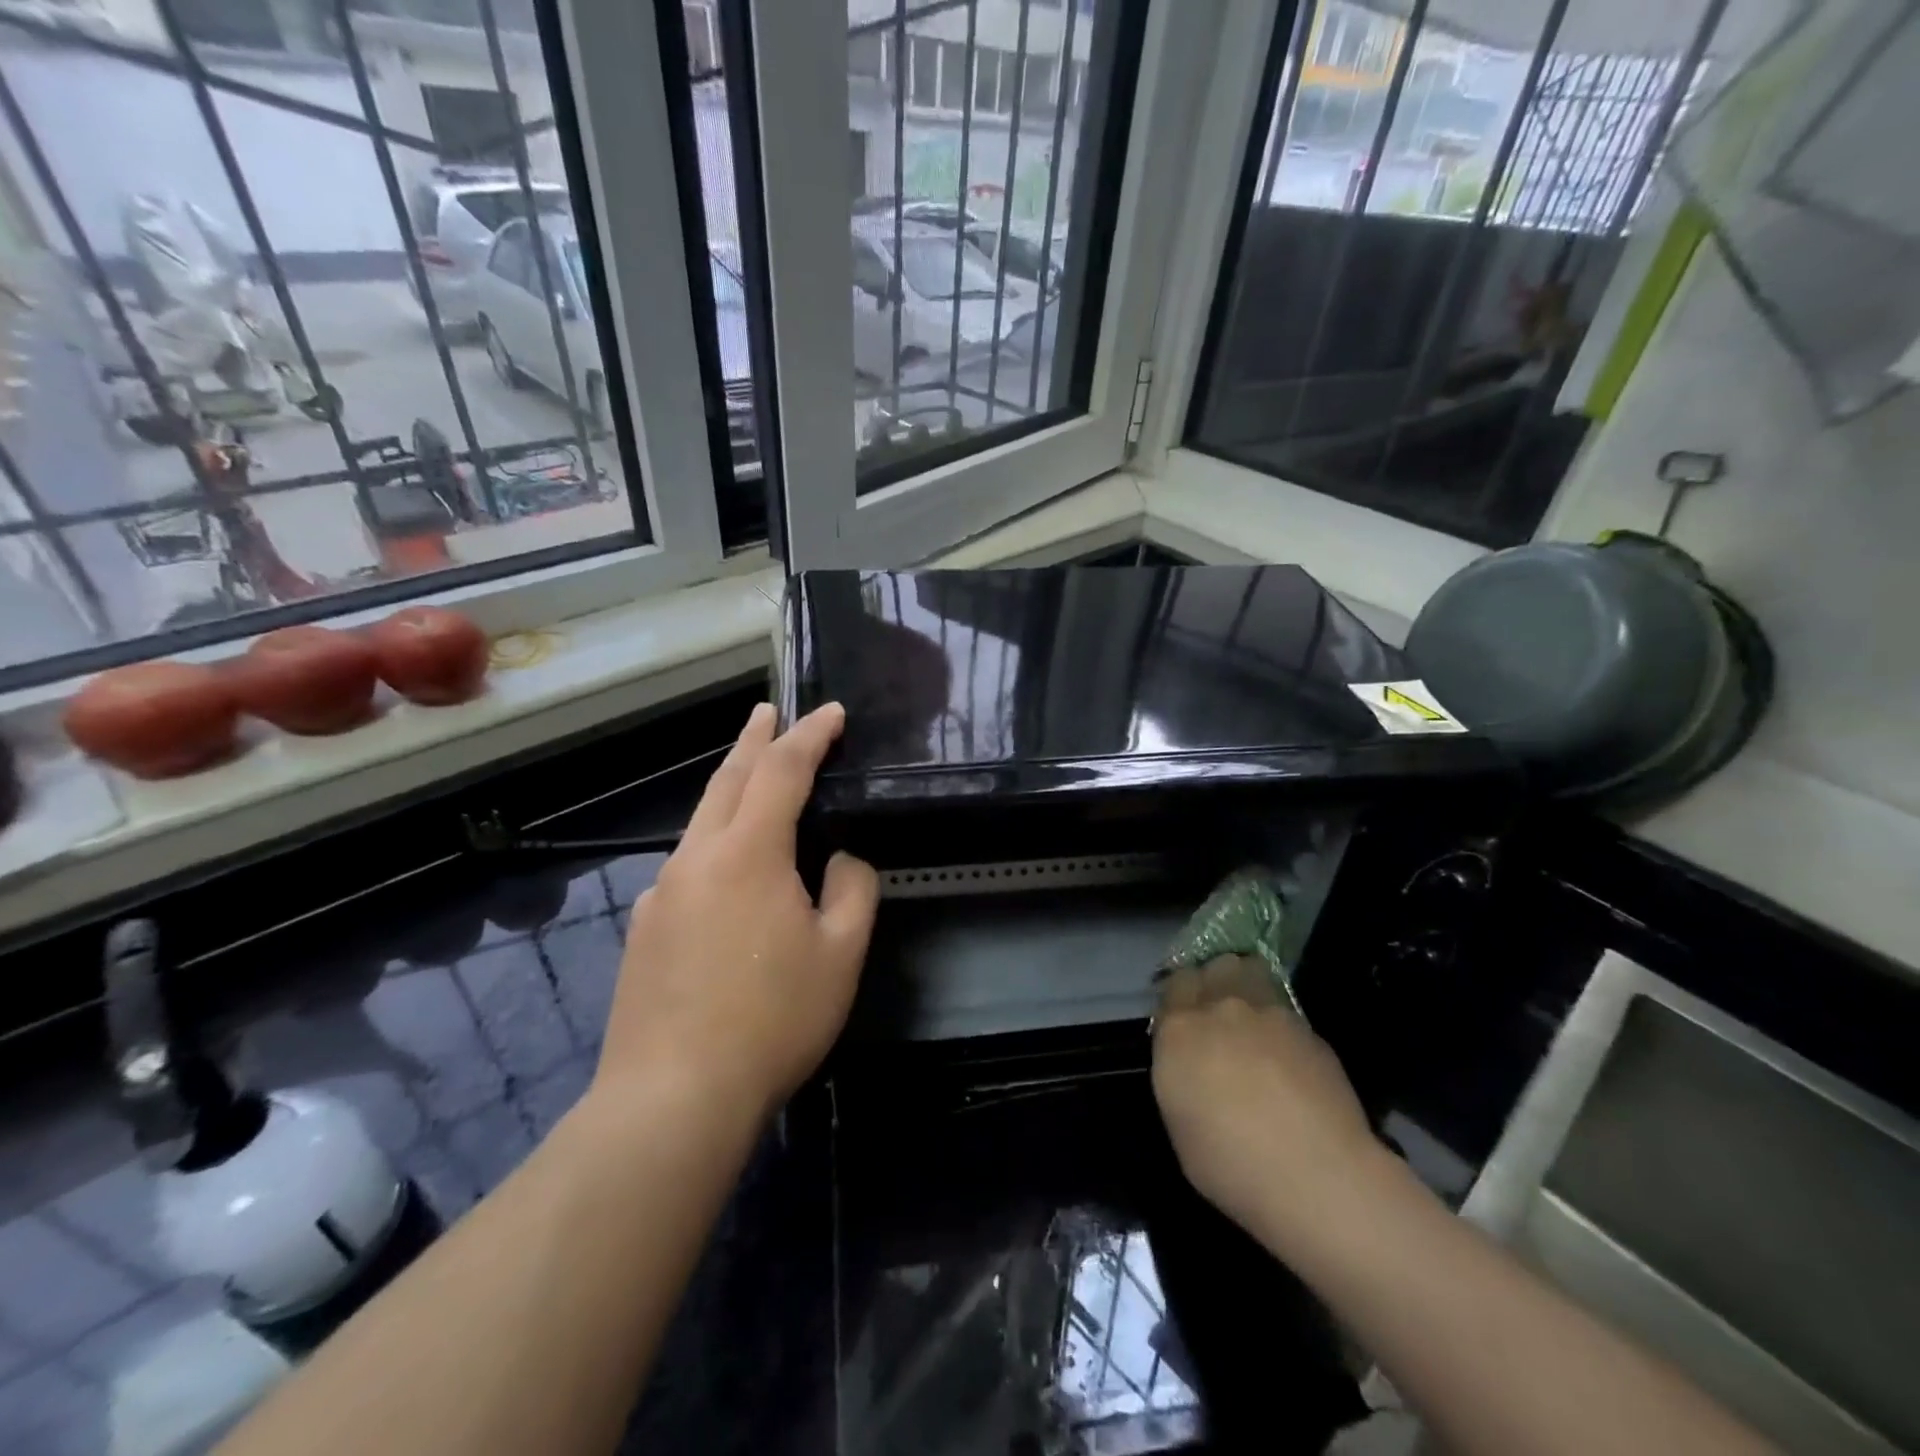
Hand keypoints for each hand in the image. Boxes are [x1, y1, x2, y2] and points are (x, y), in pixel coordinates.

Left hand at [595, 702, 878, 1122]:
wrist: (671, 1097)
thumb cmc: (772, 1020)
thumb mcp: (839, 954)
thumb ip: (852, 891)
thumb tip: (839, 860)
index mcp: (747, 853)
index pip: (782, 771)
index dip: (810, 736)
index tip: (832, 713)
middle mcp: (697, 857)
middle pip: (728, 779)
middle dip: (754, 739)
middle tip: (770, 711)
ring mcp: (662, 892)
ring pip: (702, 819)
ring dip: (731, 786)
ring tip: (752, 774)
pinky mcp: (645, 927)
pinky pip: (688, 863)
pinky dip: (715, 838)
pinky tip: (726, 868)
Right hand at [1152, 956, 1383, 1253]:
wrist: (1317, 1176)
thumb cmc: (1233, 1166)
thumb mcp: (1181, 1125)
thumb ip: (1181, 1077)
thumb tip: (1193, 1064)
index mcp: (1179, 1032)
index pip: (1174, 986)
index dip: (1180, 999)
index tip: (1185, 1019)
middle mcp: (1219, 1009)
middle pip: (1213, 968)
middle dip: (1213, 982)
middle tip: (1218, 1014)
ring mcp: (1268, 1013)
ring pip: (1250, 971)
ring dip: (1246, 984)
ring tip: (1254, 1018)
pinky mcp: (1308, 1028)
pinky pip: (1284, 1008)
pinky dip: (1280, 1021)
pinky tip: (1289, 1055)